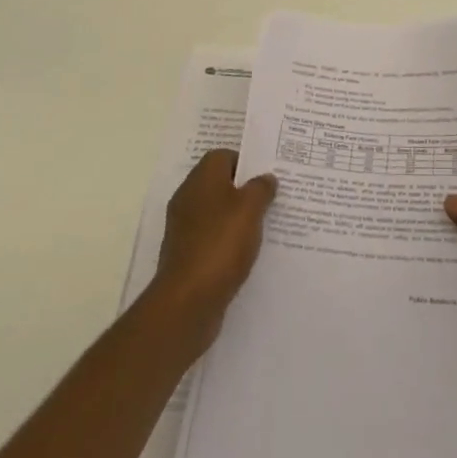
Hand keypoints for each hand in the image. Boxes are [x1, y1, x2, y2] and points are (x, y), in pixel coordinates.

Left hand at [149, 150, 277, 343]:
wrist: (187, 301)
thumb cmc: (221, 244)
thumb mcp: (250, 208)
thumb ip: (261, 188)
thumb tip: (265, 178)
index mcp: (202, 179)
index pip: (223, 156)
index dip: (246, 162)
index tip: (267, 175)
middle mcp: (188, 198)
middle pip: (220, 184)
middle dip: (244, 190)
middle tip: (272, 198)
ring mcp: (185, 228)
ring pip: (217, 213)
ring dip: (237, 218)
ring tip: (265, 226)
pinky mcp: (186, 255)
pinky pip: (212, 238)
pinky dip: (228, 242)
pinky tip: (247, 253)